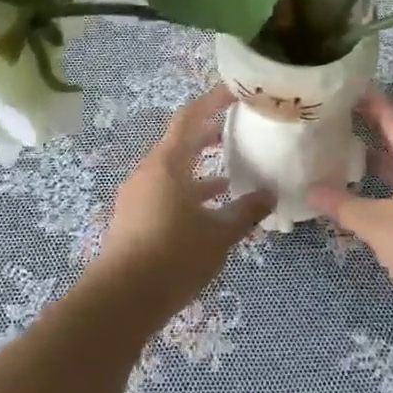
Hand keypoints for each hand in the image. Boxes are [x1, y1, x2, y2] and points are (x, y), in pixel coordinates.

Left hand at [90, 86, 275, 324]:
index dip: (212, 101)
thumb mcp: (219, 235)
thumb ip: (246, 211)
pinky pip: (165, 192)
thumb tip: (270, 194)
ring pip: (174, 170)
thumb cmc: (173, 256)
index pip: (190, 117)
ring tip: (232, 174)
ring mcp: (138, 195)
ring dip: (201, 169)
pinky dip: (189, 192)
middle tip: (238, 130)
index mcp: (167, 163)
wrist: (121, 300)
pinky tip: (209, 210)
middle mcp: (149, 171)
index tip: (235, 92)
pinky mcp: (134, 218)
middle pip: (180, 142)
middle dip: (209, 135)